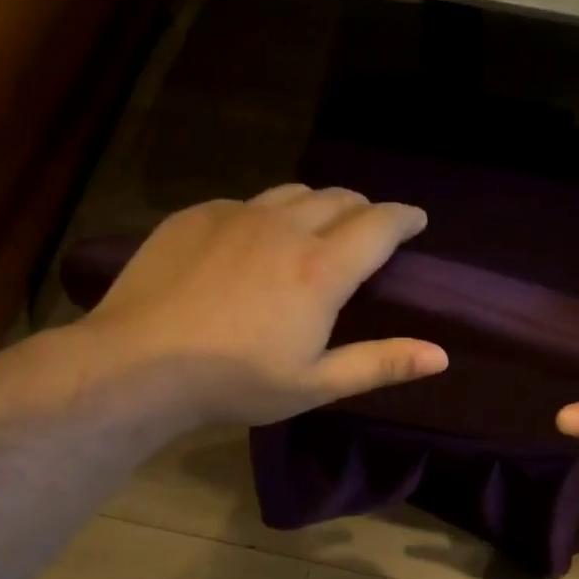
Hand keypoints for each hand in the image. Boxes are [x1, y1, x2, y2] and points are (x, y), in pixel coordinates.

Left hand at [79, 186, 447, 425]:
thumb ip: (380, 363)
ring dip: (318, 205)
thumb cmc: (236, 382)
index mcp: (321, 269)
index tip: (416, 219)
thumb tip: (441, 355)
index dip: (404, 217)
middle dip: (364, 209)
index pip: (379, 225)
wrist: (137, 364)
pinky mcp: (196, 216)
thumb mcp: (315, 384)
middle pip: (339, 198)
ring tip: (318, 227)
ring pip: (293, 193)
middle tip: (369, 230)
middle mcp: (285, 227)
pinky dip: (267, 215)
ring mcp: (236, 215)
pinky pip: (247, 202)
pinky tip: (254, 242)